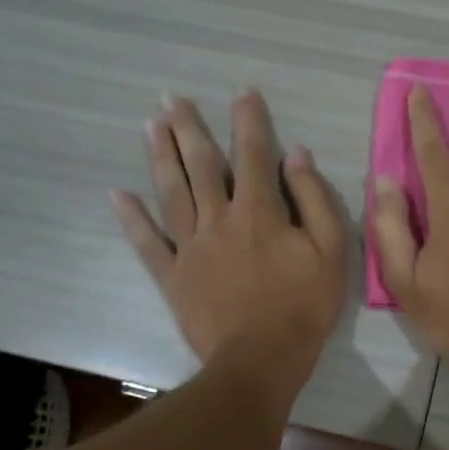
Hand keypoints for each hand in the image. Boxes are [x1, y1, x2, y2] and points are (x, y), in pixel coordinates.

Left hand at [113, 91, 347, 396]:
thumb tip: (297, 156)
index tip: (243, 91)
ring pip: (172, 192)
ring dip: (161, 156)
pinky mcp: (173, 275)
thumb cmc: (304, 305)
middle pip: (202, 165)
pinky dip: (131, 218)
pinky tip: (117, 194)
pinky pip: (147, 243)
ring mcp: (190, 247)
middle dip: (189, 128)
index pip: (255, 154)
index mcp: (259, 211)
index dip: (250, 120)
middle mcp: (219, 218)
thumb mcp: (331, 251)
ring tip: (150, 125)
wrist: (262, 358)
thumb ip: (315, 199)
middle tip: (172, 98)